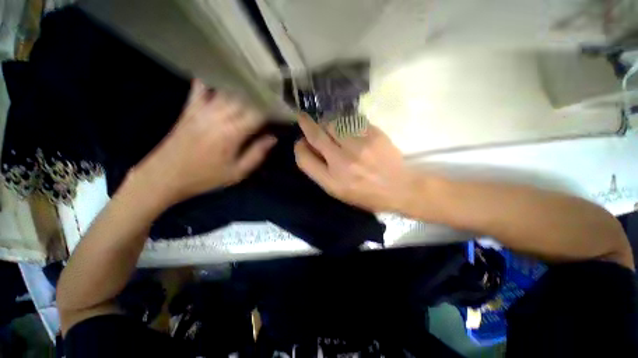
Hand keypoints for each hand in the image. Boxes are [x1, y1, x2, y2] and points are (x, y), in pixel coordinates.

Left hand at [135, 80, 275, 203]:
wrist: (165, 176)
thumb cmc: (205, 177)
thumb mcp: (237, 172)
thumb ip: (257, 153)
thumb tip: (273, 138)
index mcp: (233, 133)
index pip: (258, 113)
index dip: (272, 108)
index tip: (282, 107)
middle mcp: (219, 116)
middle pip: (244, 98)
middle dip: (260, 95)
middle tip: (273, 93)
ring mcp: (202, 109)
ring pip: (227, 90)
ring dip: (242, 86)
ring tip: (255, 83)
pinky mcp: (189, 109)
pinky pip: (200, 87)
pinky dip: (211, 80)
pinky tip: (221, 74)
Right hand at [294, 114, 411, 211]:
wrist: (400, 188)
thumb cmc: (367, 195)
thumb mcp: (340, 192)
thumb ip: (322, 173)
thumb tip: (311, 150)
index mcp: (332, 181)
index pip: (305, 159)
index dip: (299, 148)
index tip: (301, 142)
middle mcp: (342, 163)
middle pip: (316, 136)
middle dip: (306, 124)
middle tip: (302, 118)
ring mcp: (359, 147)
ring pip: (333, 124)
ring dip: (328, 123)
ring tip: (330, 127)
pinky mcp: (373, 135)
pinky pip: (352, 121)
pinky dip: (346, 123)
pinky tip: (348, 128)